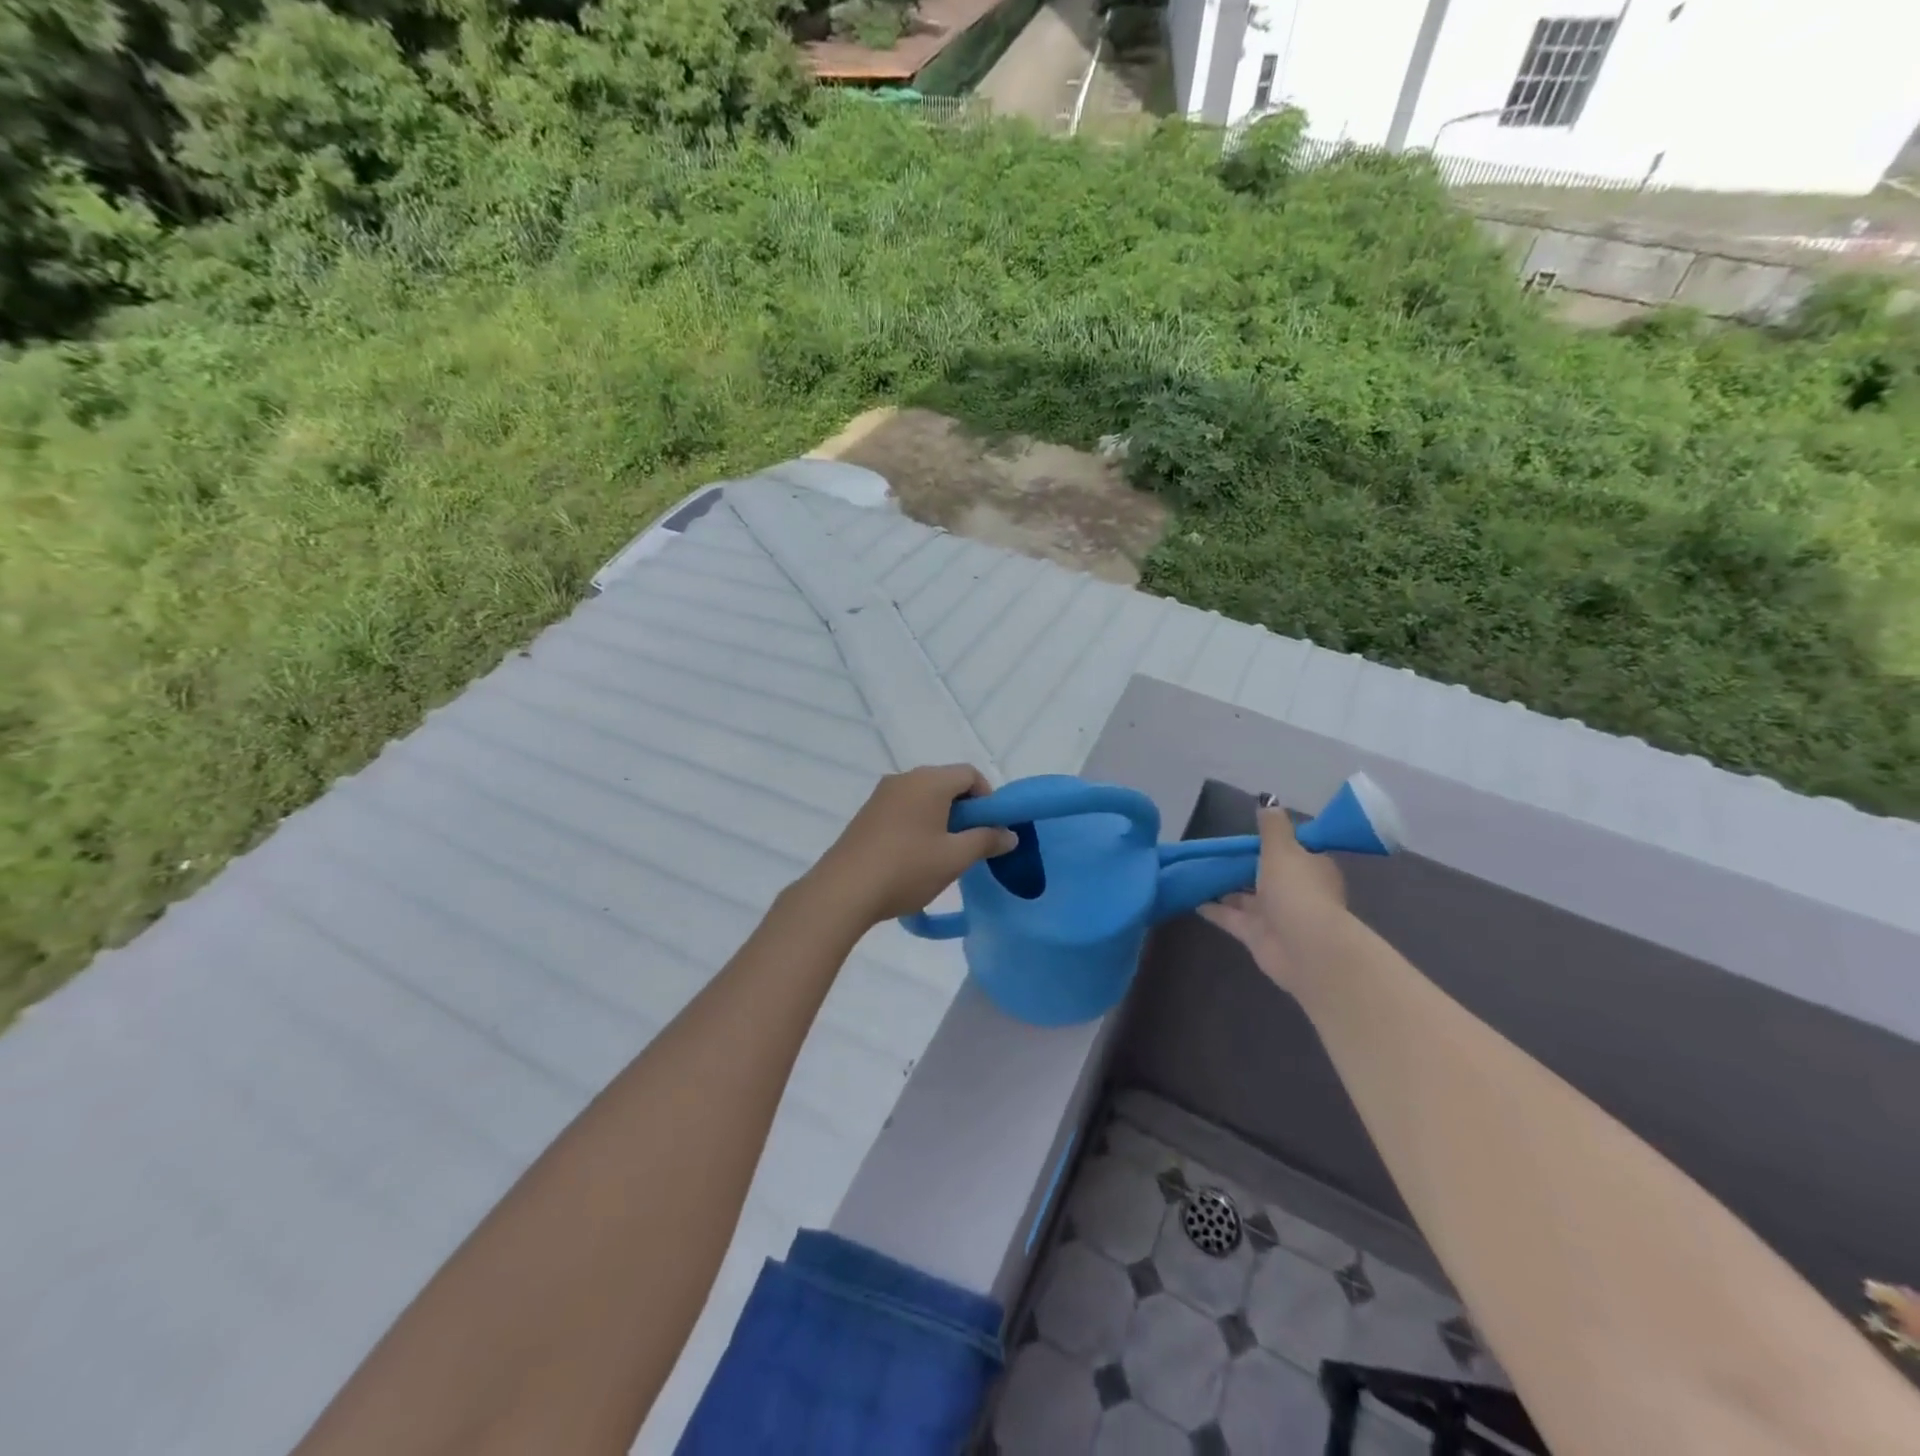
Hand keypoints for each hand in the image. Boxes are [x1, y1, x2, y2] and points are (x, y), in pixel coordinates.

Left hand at [811, 765, 1019, 927]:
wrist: (843, 891)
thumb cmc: (907, 868)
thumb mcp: (955, 858)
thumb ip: (986, 840)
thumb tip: (1009, 834)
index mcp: (929, 780)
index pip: (970, 774)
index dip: (988, 798)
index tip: (991, 829)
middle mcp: (904, 778)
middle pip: (946, 783)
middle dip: (965, 810)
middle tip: (971, 844)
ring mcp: (881, 795)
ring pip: (924, 797)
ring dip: (942, 818)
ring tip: (944, 854)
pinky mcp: (867, 814)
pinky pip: (903, 809)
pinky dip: (919, 824)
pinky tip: (916, 857)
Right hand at [1198, 795, 1349, 998]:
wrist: (1304, 947)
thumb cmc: (1297, 889)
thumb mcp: (1282, 848)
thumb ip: (1271, 827)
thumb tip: (1268, 800)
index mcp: (1311, 867)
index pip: (1294, 851)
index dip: (1273, 844)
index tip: (1248, 836)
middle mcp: (1296, 891)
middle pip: (1267, 875)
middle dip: (1245, 867)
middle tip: (1215, 853)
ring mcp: (1276, 915)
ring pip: (1247, 897)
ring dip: (1225, 888)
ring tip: (1197, 873)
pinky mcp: (1257, 935)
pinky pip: (1231, 917)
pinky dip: (1213, 909)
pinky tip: (1191, 898)